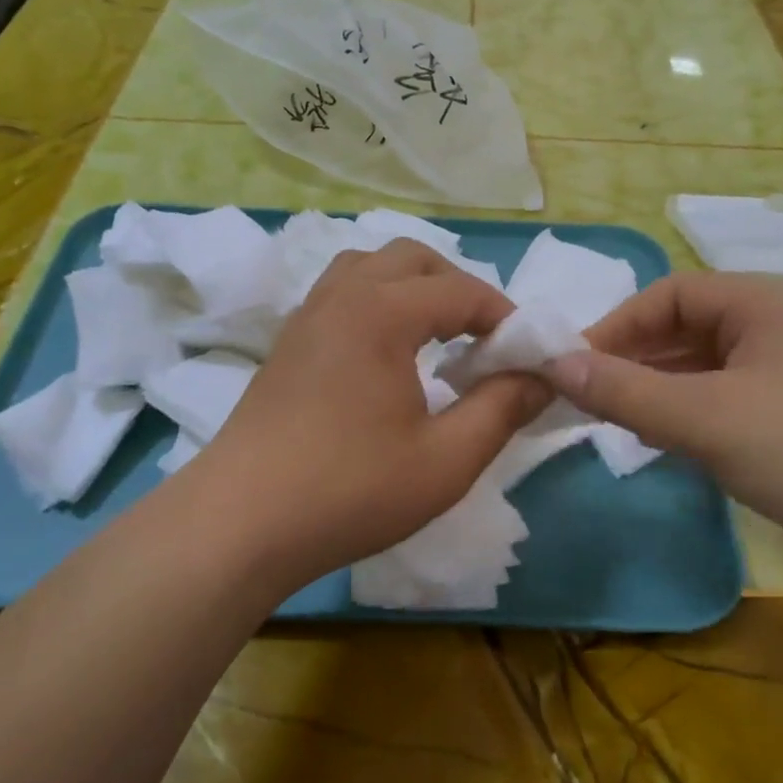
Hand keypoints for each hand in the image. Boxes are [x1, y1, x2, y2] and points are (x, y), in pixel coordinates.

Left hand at [197, 240, 552, 591]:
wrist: (240, 524)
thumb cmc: (350, 490)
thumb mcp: (446, 460)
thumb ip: (502, 409)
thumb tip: (542, 377)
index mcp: (381, 312)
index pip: (461, 291)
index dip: (504, 317)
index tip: (527, 355)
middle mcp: (342, 296)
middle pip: (413, 259)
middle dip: (458, 289)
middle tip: (483, 342)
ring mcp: (307, 316)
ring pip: (369, 267)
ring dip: (412, 288)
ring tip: (436, 337)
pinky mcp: (288, 343)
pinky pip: (341, 293)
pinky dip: (377, 302)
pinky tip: (386, 355)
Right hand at [546, 272, 782, 580]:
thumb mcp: (705, 418)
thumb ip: (626, 391)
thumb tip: (553, 364)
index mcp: (764, 306)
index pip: (671, 294)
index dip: (618, 324)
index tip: (575, 364)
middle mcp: (777, 331)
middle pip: (686, 330)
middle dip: (634, 359)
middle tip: (587, 395)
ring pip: (703, 371)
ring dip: (656, 390)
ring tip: (613, 420)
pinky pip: (724, 405)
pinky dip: (686, 418)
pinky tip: (662, 445)